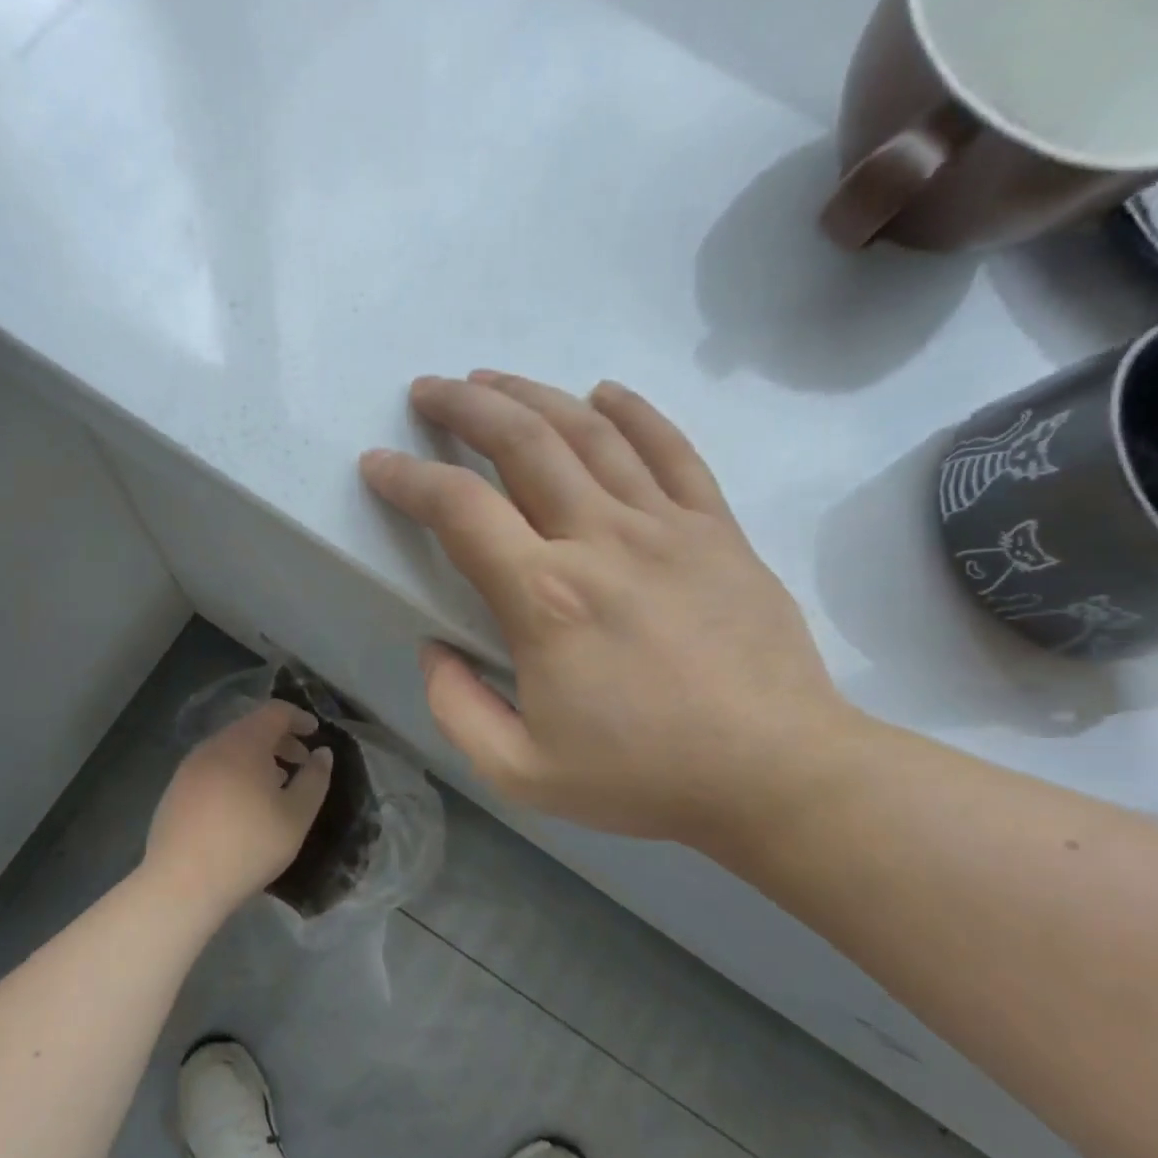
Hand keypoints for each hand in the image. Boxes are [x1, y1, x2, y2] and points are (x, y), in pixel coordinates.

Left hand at [143, 701, 333, 918]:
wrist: (181, 884)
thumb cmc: (248, 846)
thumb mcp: (296, 816)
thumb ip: (315, 779)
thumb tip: (322, 753)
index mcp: (243, 743)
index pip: (275, 711)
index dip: (299, 717)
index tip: (316, 733)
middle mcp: (213, 745)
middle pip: (251, 727)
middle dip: (280, 739)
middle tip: (301, 763)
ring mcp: (189, 767)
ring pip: (230, 748)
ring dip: (257, 757)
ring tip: (274, 786)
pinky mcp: (175, 790)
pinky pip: (212, 767)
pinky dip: (234, 772)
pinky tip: (242, 805)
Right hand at [360, 372, 862, 853]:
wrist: (778, 775)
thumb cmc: (644, 777)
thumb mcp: (520, 772)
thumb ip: (456, 708)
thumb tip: (434, 647)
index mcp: (545, 599)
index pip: (459, 509)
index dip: (408, 478)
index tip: (378, 463)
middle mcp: (600, 541)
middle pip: (522, 443)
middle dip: (465, 407)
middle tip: (429, 390)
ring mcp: (666, 526)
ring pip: (590, 433)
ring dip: (532, 396)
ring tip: (492, 380)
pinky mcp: (717, 530)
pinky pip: (672, 450)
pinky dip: (634, 413)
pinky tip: (603, 392)